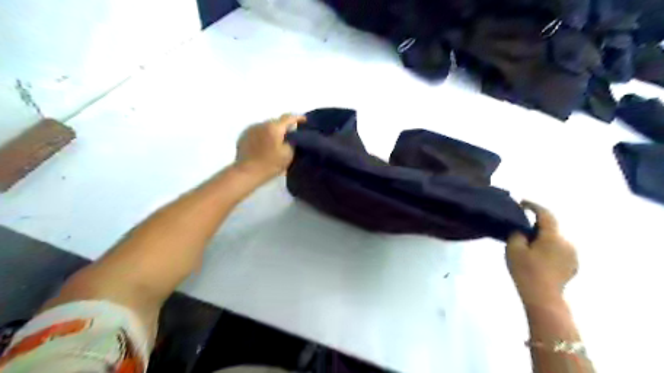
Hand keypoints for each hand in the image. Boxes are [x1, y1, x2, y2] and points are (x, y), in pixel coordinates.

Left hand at [236, 113, 305, 179]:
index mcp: (274, 127)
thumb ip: (293, 141)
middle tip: (290, 136)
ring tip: (275, 142)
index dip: (298, 118)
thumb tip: (292, 134)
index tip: (304, 120)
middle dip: (284, 127)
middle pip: (277, 121)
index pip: (289, 117)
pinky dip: (263, 135)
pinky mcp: (244, 135)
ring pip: (266, 126)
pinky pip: (257, 131)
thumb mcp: (288, 154)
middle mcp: (262, 124)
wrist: (247, 173)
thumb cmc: (270, 164)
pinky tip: (264, 146)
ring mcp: (251, 129)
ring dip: (272, 131)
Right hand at [510, 202, 575, 307]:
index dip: (533, 206)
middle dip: (536, 226)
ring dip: (542, 238)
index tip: (522, 203)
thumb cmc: (526, 271)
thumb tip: (522, 230)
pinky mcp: (573, 265)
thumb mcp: (514, 249)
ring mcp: (572, 255)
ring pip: (554, 240)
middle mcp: (567, 242)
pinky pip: (559, 250)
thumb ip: (517, 234)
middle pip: (550, 228)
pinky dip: (548, 249)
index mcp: (553, 236)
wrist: (543, 298)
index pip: (545, 214)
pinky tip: (538, 258)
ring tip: (528, 246)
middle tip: (520, 229)